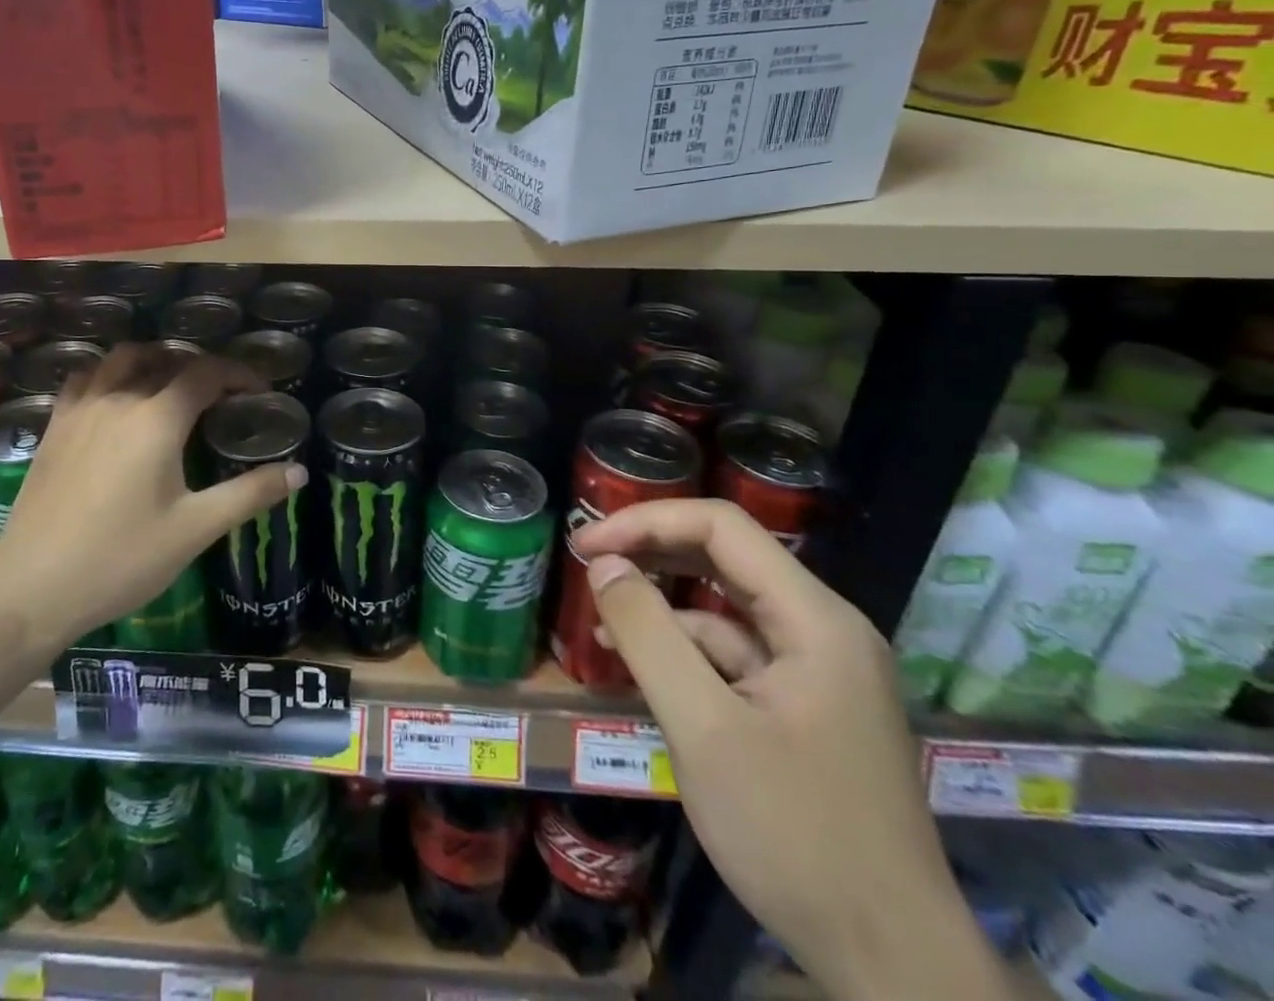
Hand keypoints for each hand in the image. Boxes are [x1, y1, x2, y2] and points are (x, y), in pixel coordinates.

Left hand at [0, 344, 306, 647]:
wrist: (32, 588)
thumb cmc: (121, 559)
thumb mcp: (195, 530)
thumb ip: (249, 494)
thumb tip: (298, 471)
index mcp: (157, 419)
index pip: (206, 373)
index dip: (239, 374)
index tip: (260, 391)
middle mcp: (119, 399)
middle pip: (166, 358)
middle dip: (201, 367)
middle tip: (222, 395)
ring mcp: (81, 408)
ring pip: (123, 360)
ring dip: (155, 361)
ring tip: (173, 386)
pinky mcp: (55, 425)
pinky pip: (87, 378)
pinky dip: (111, 374)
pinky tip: (118, 400)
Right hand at [573, 500, 1007, 1000]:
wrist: (893, 966)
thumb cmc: (795, 834)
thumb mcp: (703, 728)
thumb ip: (648, 634)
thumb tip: (603, 565)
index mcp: (815, 620)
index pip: (722, 527)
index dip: (646, 522)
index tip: (585, 545)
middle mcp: (824, 631)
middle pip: (726, 559)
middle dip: (652, 554)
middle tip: (588, 565)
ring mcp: (820, 671)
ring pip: (727, 609)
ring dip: (664, 609)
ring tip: (604, 627)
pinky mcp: (808, 709)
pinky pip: (737, 657)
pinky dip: (687, 654)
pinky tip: (645, 673)